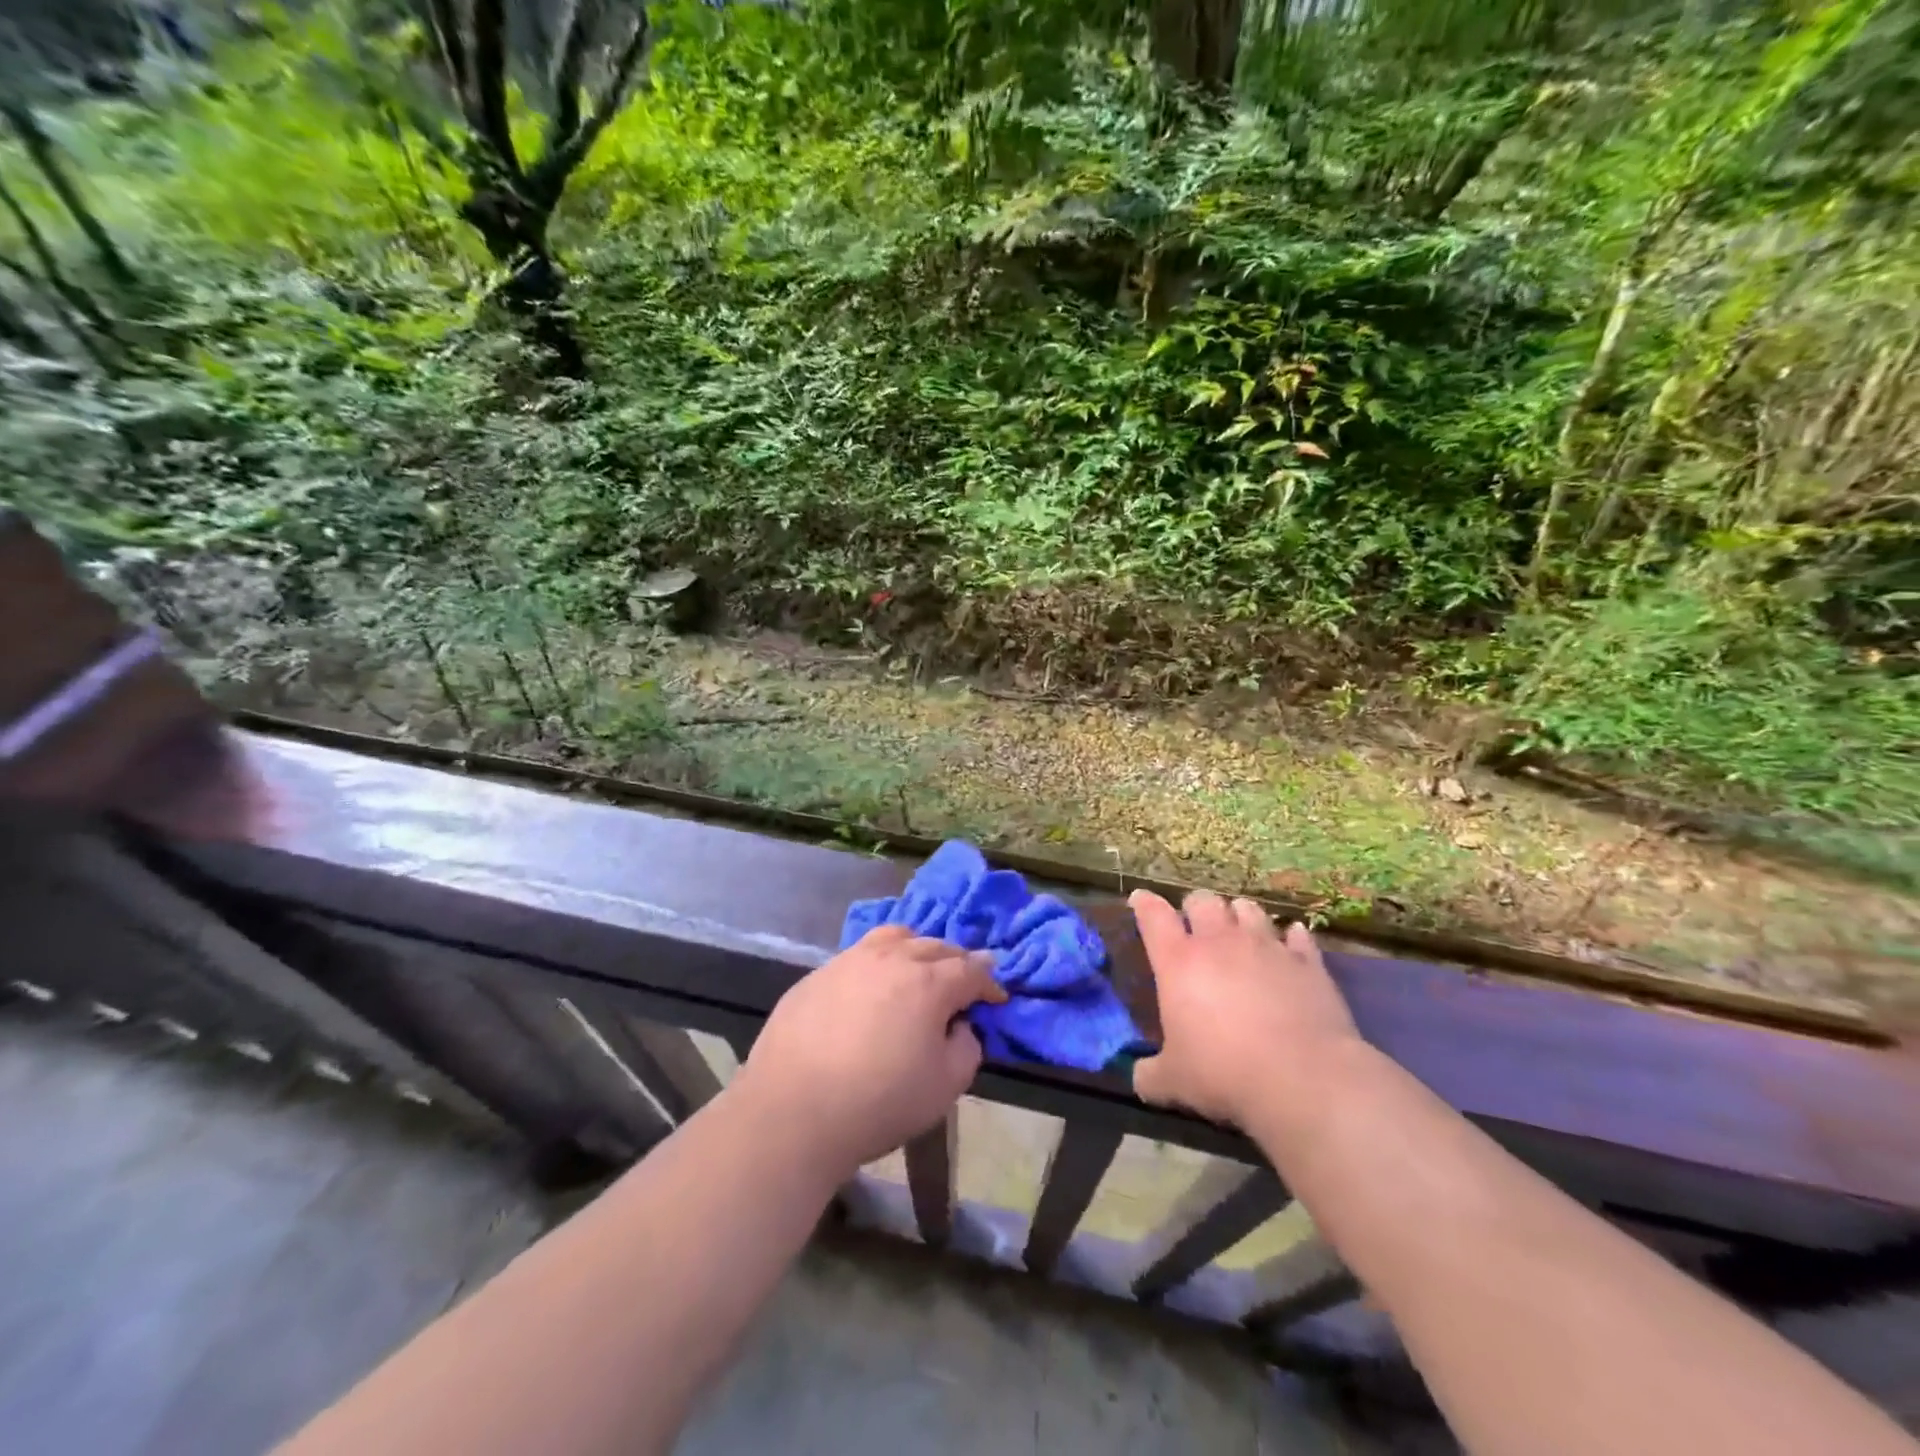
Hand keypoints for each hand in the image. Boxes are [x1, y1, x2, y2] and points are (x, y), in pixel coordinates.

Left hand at [732, 926, 1006, 1179]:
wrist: (792, 1111)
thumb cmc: (879, 1102)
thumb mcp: (945, 1087)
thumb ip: (966, 1048)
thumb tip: (959, 1025)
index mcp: (929, 982)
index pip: (971, 969)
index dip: (989, 983)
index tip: (996, 998)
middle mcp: (892, 958)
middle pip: (935, 946)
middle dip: (956, 962)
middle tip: (962, 984)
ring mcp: (850, 961)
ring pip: (894, 937)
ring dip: (916, 949)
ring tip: (917, 969)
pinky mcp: (817, 974)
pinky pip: (859, 954)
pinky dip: (878, 962)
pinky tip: (871, 988)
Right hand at [1129, 889, 1364, 1128]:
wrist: (1304, 1080)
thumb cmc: (1224, 1073)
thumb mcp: (1173, 1082)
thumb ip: (1150, 1074)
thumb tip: (1139, 1079)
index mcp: (1178, 961)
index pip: (1153, 915)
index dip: (1144, 903)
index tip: (1139, 899)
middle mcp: (1220, 942)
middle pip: (1202, 900)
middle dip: (1195, 906)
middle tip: (1194, 923)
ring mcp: (1267, 947)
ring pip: (1248, 908)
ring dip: (1239, 914)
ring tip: (1239, 927)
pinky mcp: (1307, 963)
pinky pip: (1298, 936)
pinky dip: (1291, 937)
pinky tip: (1290, 943)